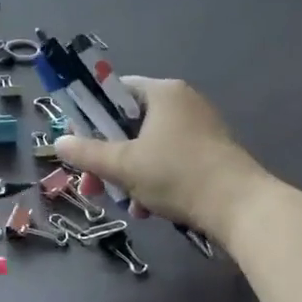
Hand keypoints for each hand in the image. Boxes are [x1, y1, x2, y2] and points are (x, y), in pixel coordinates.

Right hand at [52, 78, 272, 240]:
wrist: (243, 210)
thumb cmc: (178, 175)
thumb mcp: (124, 165)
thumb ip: (87, 153)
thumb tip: (58, 142)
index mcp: (162, 92)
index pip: (115, 91)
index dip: (92, 116)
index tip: (80, 143)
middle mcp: (182, 102)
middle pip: (129, 124)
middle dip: (109, 158)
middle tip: (93, 186)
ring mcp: (200, 128)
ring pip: (148, 147)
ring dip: (130, 175)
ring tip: (126, 205)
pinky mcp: (211, 154)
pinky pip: (170, 160)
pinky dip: (155, 181)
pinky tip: (150, 210)